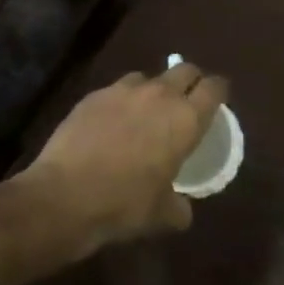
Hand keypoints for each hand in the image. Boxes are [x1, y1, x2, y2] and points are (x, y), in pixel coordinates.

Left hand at [19, 60, 227, 253]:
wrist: (65, 194)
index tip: (218, 99)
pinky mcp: (94, 94)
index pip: (213, 88)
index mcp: (185, 120)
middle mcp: (158, 95)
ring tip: (145, 113)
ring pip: (148, 77)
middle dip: (190, 81)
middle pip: (184, 70)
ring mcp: (123, 90)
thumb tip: (182, 209)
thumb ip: (179, 206)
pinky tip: (112, 123)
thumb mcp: (161, 214)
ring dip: (152, 90)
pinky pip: (116, 90)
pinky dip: (121, 101)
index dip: (218, 91)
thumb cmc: (124, 204)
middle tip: (187, 101)